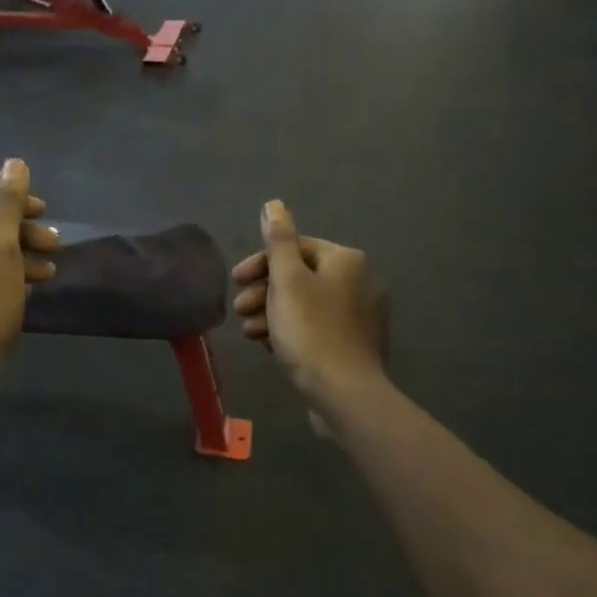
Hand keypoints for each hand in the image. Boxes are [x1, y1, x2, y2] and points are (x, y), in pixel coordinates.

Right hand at [232, 200, 386, 402]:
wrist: (343, 393)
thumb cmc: (310, 331)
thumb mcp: (287, 280)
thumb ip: (278, 241)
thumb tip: (274, 204)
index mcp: (346, 260)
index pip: (296, 248)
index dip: (261, 262)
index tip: (235, 280)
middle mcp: (360, 282)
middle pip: (300, 276)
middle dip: (264, 292)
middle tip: (239, 310)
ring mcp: (359, 315)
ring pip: (305, 304)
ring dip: (271, 313)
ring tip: (249, 332)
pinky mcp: (353, 344)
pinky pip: (315, 327)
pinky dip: (290, 330)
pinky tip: (269, 345)